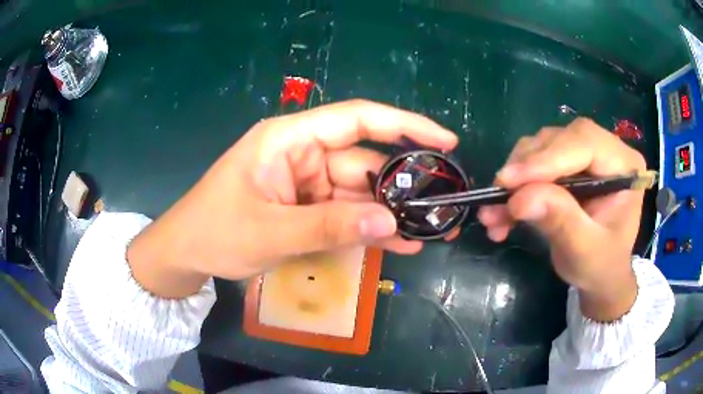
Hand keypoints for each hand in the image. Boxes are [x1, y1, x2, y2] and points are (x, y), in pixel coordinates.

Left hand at [127, 100, 457, 297]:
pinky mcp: (304, 207)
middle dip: (402, 186)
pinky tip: (398, 244)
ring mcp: (304, 183)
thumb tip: (391, 222)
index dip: (404, 125)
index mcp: (288, 139)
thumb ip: (329, 226)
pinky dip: (368, 228)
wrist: (186, 254)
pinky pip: (344, 214)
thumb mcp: (269, 231)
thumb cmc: (214, 231)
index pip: (357, 118)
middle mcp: (302, 154)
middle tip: (442, 207)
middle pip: (363, 162)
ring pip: (358, 193)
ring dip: (390, 214)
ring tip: (429, 233)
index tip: (443, 139)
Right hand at [477, 118, 644, 320]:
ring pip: (540, 147)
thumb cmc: (601, 265)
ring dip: (514, 179)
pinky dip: (514, 187)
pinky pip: (533, 162)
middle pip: (559, 139)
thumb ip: (561, 222)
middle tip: (498, 197)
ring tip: (494, 214)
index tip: (510, 181)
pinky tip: (501, 215)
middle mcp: (604, 150)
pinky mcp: (565, 164)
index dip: (547, 157)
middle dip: (526, 168)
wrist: (599, 274)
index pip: (585, 142)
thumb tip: (519, 199)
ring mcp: (583, 154)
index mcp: (624, 165)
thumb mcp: (585, 251)